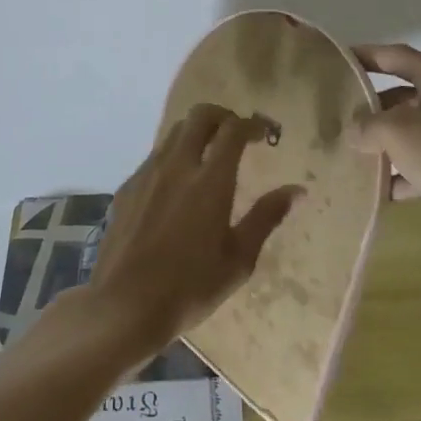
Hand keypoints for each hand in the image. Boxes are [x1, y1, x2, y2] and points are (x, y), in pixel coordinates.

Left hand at [88, 104, 302, 355]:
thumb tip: (298, 191)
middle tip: (238, 135)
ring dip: (197, 132)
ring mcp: (148, 173)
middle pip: (200, 115)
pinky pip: (156, 155)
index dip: (253, 124)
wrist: (123, 305)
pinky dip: (175, 154)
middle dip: (224, 116)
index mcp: (210, 181)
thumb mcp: (239, 259)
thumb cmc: (189, 287)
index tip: (266, 133)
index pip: (234, 130)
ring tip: (210, 155)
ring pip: (175, 131)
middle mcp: (177, 165)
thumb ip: (267, 217)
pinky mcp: (127, 186)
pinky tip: (179, 184)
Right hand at [350, 43, 420, 250]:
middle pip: (402, 96)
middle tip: (336, 117)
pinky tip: (378, 192)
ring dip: (384, 145)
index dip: (364, 55)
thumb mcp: (399, 132)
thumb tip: (354, 131)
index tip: (336, 61)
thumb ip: (367, 126)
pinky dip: (403, 176)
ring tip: (349, 155)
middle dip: (370, 108)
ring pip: (412, 133)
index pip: (395, 56)